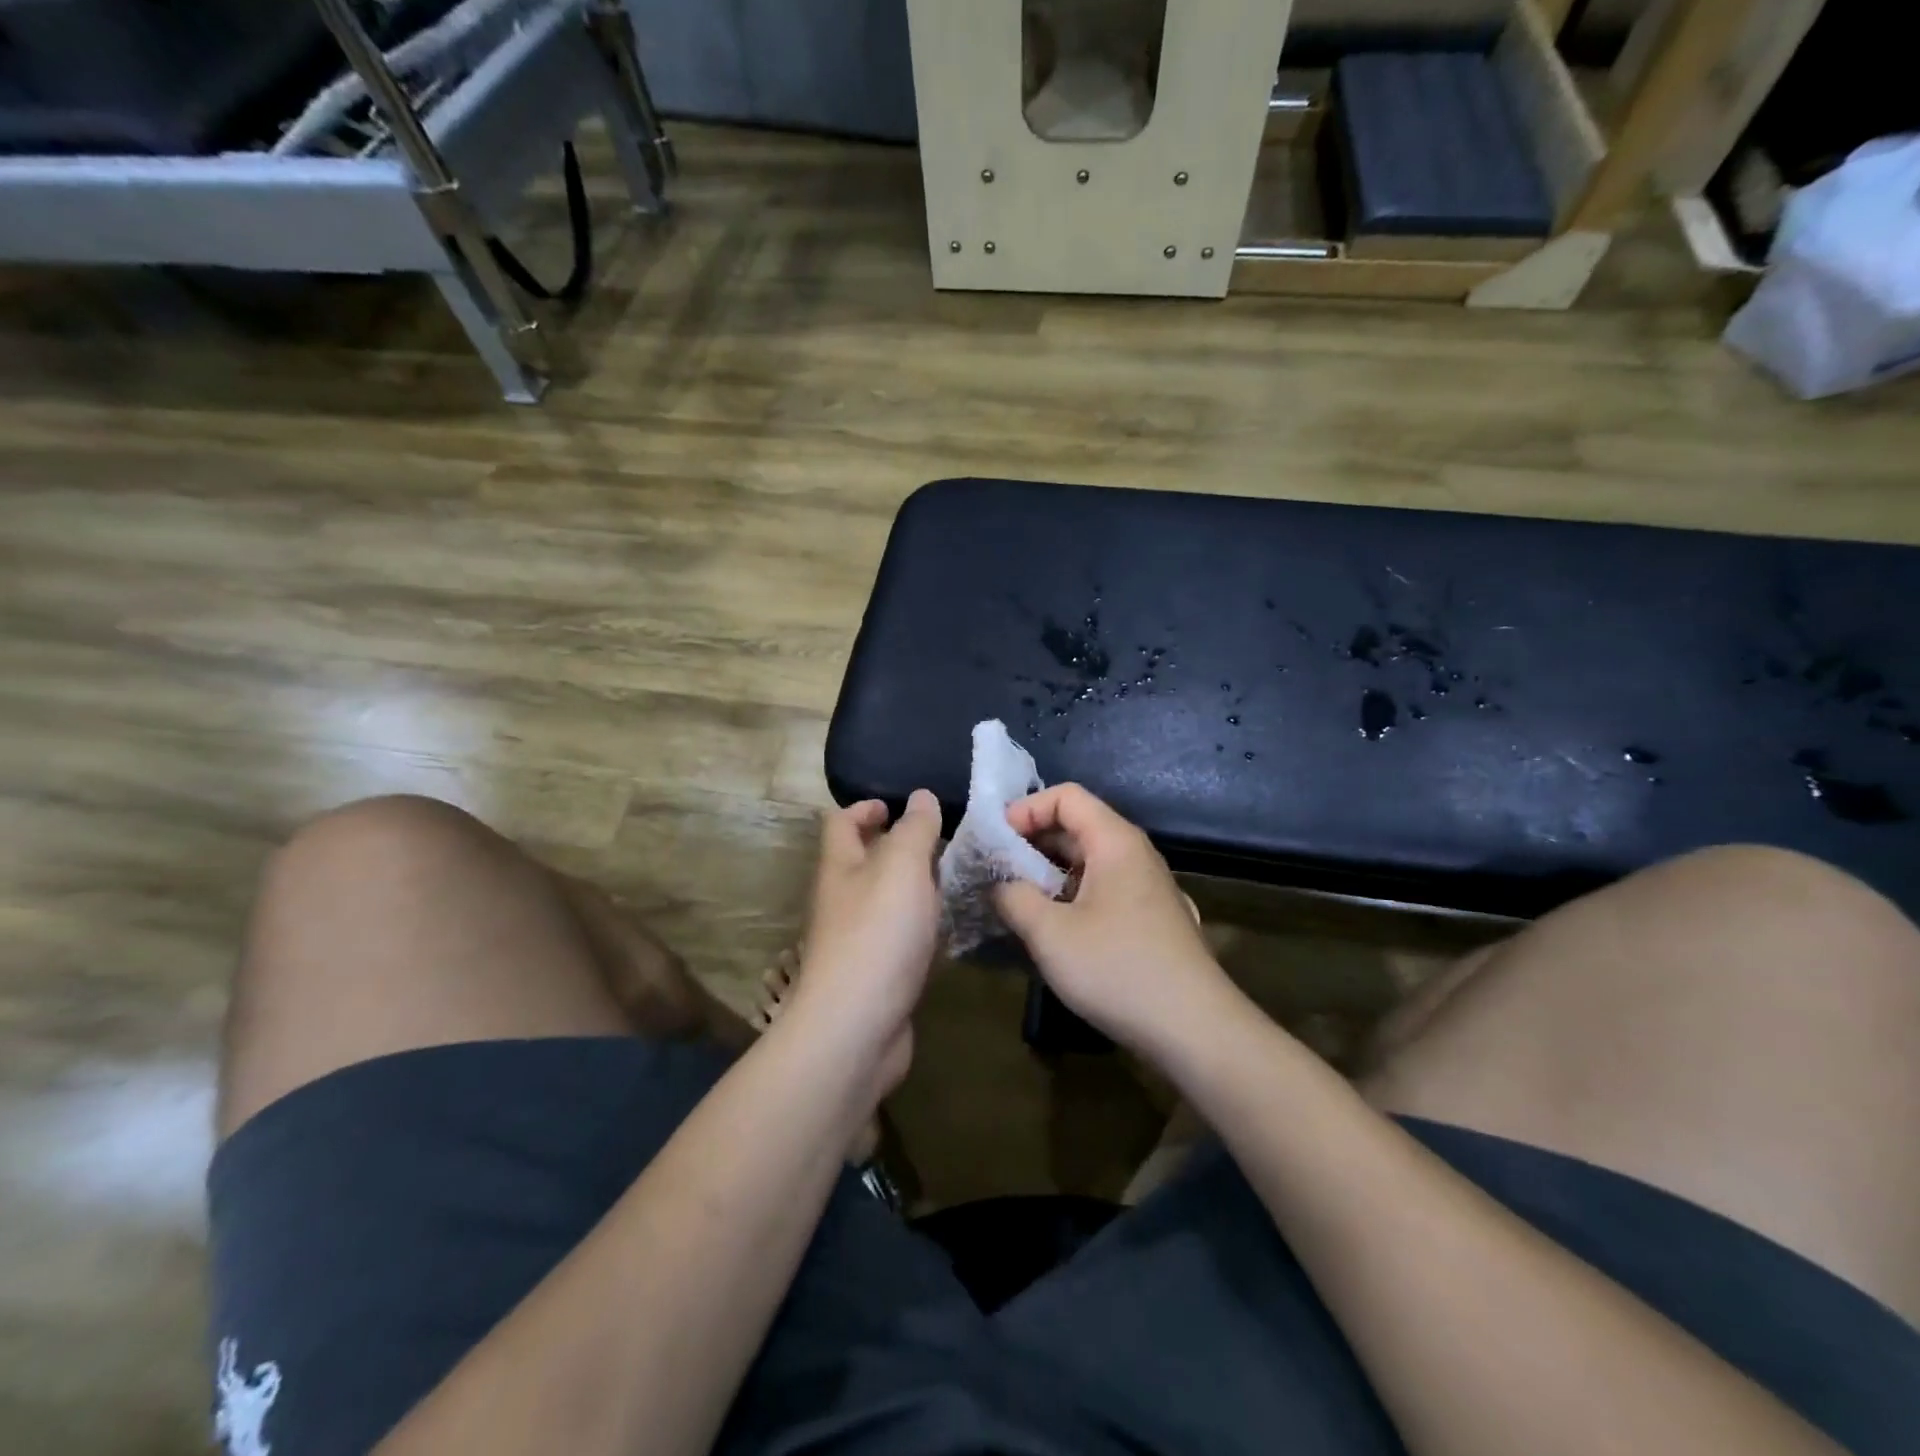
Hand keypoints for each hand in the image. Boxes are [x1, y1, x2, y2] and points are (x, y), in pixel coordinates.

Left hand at [788, 790, 942, 1095]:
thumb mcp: (902, 867)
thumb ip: (915, 829)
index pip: (841, 822)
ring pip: (886, 900)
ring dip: (915, 886)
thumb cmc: (877, 934)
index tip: (897, 805)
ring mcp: (857, 940)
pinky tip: (951, 926)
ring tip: (958, 877)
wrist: (856, 1028)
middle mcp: (842, 899)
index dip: (865, 807)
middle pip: (864, 861)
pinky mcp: (876, 974)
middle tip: (944, 841)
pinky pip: (900, 936)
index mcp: (840, 866)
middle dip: (898, 846)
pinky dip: (922, 925)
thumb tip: (921, 796)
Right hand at [993, 785, 1236, 1058]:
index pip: (1066, 796)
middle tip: (995, 870)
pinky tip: (1050, 926)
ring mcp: (1145, 887)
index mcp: (1115, 841)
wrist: (1194, 1029)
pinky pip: (1101, 888)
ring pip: (1087, 861)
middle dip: (1031, 842)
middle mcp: (1134, 854)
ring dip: (1047, 872)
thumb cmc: (1118, 969)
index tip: (995, 841)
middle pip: (1077, 826)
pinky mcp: (1148, 918)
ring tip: (1014, 899)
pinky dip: (1069, 894)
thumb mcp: (1050, 933)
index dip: (1026, 809)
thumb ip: (1013, 897)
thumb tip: (999, 883)